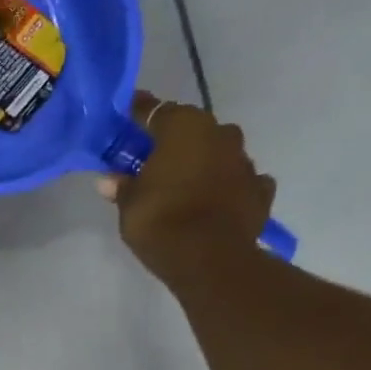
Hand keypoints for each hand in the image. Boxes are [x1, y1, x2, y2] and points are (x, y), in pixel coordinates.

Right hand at [98, 92, 275, 275]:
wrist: (210, 259)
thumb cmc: (160, 220)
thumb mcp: (128, 204)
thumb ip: (122, 187)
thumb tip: (110, 180)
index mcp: (184, 128)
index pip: (155, 110)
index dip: (138, 113)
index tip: (125, 116)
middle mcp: (220, 135)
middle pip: (192, 128)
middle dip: (172, 139)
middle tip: (151, 156)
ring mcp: (244, 162)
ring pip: (218, 152)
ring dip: (201, 161)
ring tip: (182, 181)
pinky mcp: (260, 190)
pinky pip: (238, 180)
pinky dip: (226, 185)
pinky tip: (213, 199)